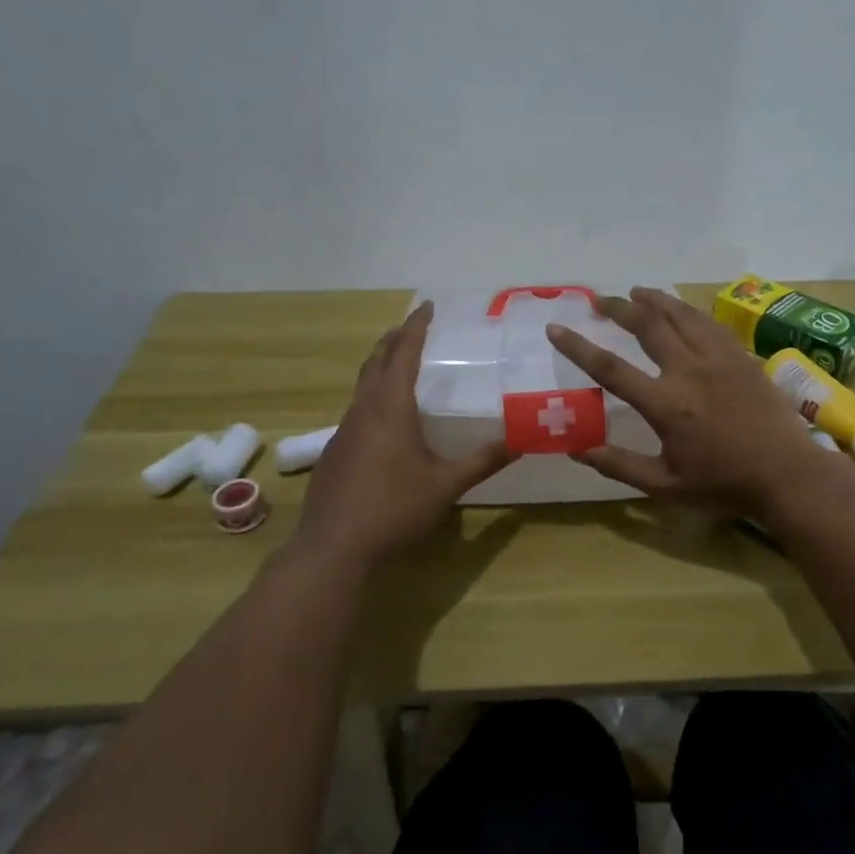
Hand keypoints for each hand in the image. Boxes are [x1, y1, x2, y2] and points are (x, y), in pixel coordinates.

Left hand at [295, 302, 516, 561]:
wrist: (334, 547)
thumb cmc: (394, 509)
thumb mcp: (446, 485)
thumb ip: (482, 461)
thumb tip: (521, 441)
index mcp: (391, 408)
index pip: (404, 353)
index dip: (416, 327)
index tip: (426, 306)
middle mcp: (364, 410)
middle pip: (376, 361)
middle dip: (394, 339)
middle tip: (413, 327)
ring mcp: (344, 431)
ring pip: (362, 384)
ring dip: (381, 365)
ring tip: (399, 363)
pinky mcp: (335, 452)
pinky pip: (356, 408)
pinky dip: (372, 394)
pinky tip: (384, 418)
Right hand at [546, 286, 833, 516]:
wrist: (787, 475)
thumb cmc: (724, 484)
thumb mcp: (665, 485)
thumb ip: (619, 465)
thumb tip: (577, 450)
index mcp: (665, 404)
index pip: (611, 368)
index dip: (578, 347)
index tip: (556, 328)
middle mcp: (689, 371)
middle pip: (647, 325)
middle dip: (618, 308)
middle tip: (599, 299)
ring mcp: (719, 359)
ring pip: (681, 315)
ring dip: (654, 299)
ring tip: (636, 291)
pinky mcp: (742, 357)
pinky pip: (710, 323)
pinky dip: (688, 311)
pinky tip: (682, 310)